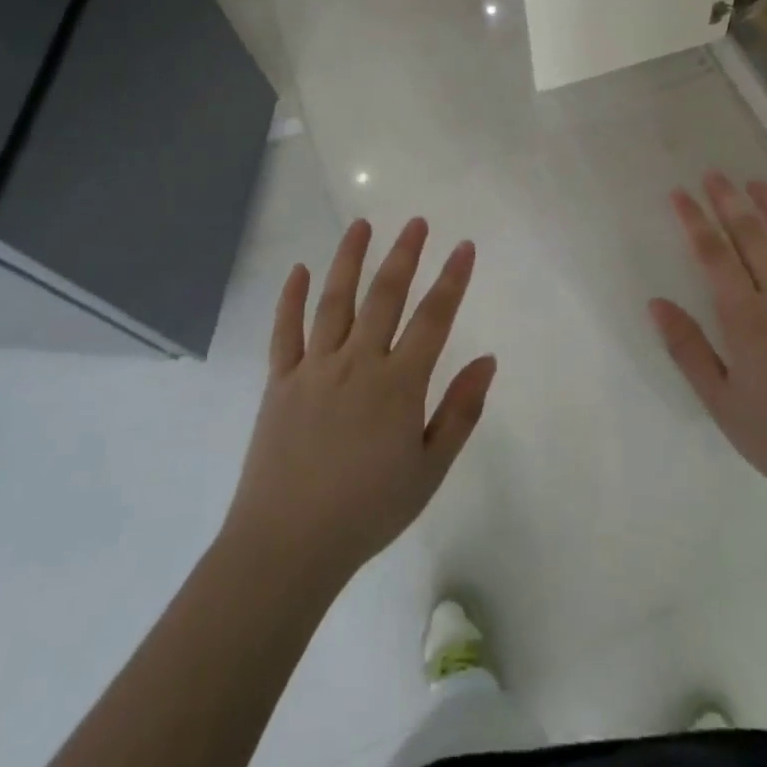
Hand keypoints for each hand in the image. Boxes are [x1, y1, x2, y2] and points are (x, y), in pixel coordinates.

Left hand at [222, 218, 496, 590]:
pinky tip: (299, 270)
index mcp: (398, 385)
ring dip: (349, 259)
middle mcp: (357, 363)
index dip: (452, 280)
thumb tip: (488, 361)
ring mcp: (314, 368)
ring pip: (334, 301)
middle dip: (404, 255)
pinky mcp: (279, 381)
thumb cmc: (368, 511)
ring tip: (361, 225)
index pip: (433, 319)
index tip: (464, 247)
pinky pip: (284, 331)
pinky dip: (291, 298)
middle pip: (385, 297)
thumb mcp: (429, 469)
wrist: (288, 544)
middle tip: (417, 222)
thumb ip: (460, 411)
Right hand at [648, 172, 766, 518]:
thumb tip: (657, 303)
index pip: (714, 256)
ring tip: (758, 183)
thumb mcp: (723, 405)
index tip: (680, 194)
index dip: (695, 221)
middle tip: (714, 175)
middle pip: (754, 237)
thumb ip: (689, 350)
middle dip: (730, 202)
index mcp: (747, 319)